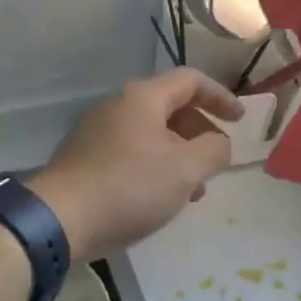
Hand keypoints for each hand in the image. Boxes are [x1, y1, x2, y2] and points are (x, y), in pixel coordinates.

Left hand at [30, 69, 243, 257]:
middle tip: (216, 161)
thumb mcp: (186, 169)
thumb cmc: (130, 187)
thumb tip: (219, 143)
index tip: (240, 121)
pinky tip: (159, 199)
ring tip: (192, 190)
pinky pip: (130, 153)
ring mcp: (97, 132)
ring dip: (178, 155)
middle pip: (170, 107)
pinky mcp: (85, 158)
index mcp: (143, 98)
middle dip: (200, 132)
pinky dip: (154, 166)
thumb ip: (214, 150)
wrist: (60, 219)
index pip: (191, 80)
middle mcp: (117, 106)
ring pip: (151, 134)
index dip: (220, 97)